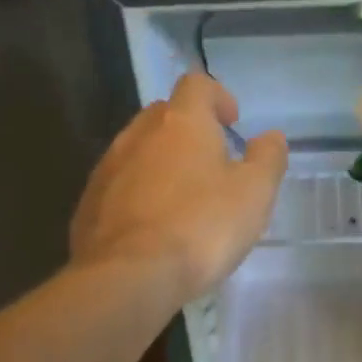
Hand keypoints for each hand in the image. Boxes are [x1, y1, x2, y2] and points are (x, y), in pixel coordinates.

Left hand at [70, 74, 287, 305]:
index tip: (232, 122)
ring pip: (138, 150)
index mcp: (182, 123)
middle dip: (189, 129)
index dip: (217, 96)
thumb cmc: (201, 226)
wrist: (129, 276)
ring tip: (184, 198)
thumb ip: (268, 159)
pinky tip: (154, 226)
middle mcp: (139, 135)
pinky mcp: (89, 204)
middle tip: (212, 161)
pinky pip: (120, 185)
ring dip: (162, 162)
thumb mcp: (254, 193)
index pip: (197, 85)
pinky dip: (139, 192)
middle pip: (164, 114)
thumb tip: (271, 137)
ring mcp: (108, 168)